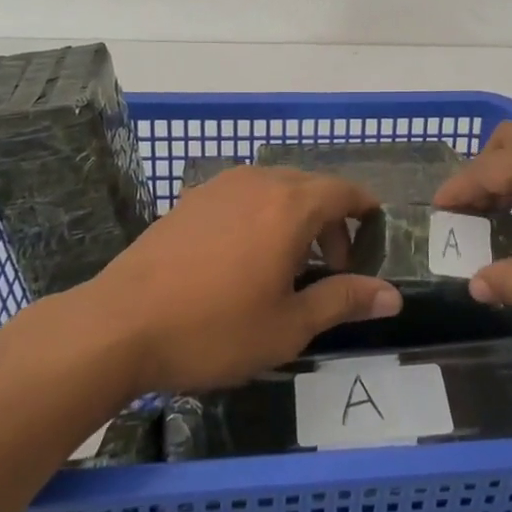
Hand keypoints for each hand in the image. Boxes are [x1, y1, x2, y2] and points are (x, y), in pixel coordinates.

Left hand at [81, 167, 401, 390]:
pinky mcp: (192, 199)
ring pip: (275, 189)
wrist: (119, 325)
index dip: (364, 208)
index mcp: (290, 206)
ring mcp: (221, 186)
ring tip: (288, 265)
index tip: (373, 230)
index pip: (343, 191)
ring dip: (295, 217)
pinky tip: (244, 257)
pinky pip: (243, 195)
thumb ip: (343, 301)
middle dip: (330, 221)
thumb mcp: (288, 327)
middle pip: (311, 187)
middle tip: (331, 268)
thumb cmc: (214, 329)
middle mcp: (259, 182)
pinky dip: (261, 215)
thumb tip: (392, 296)